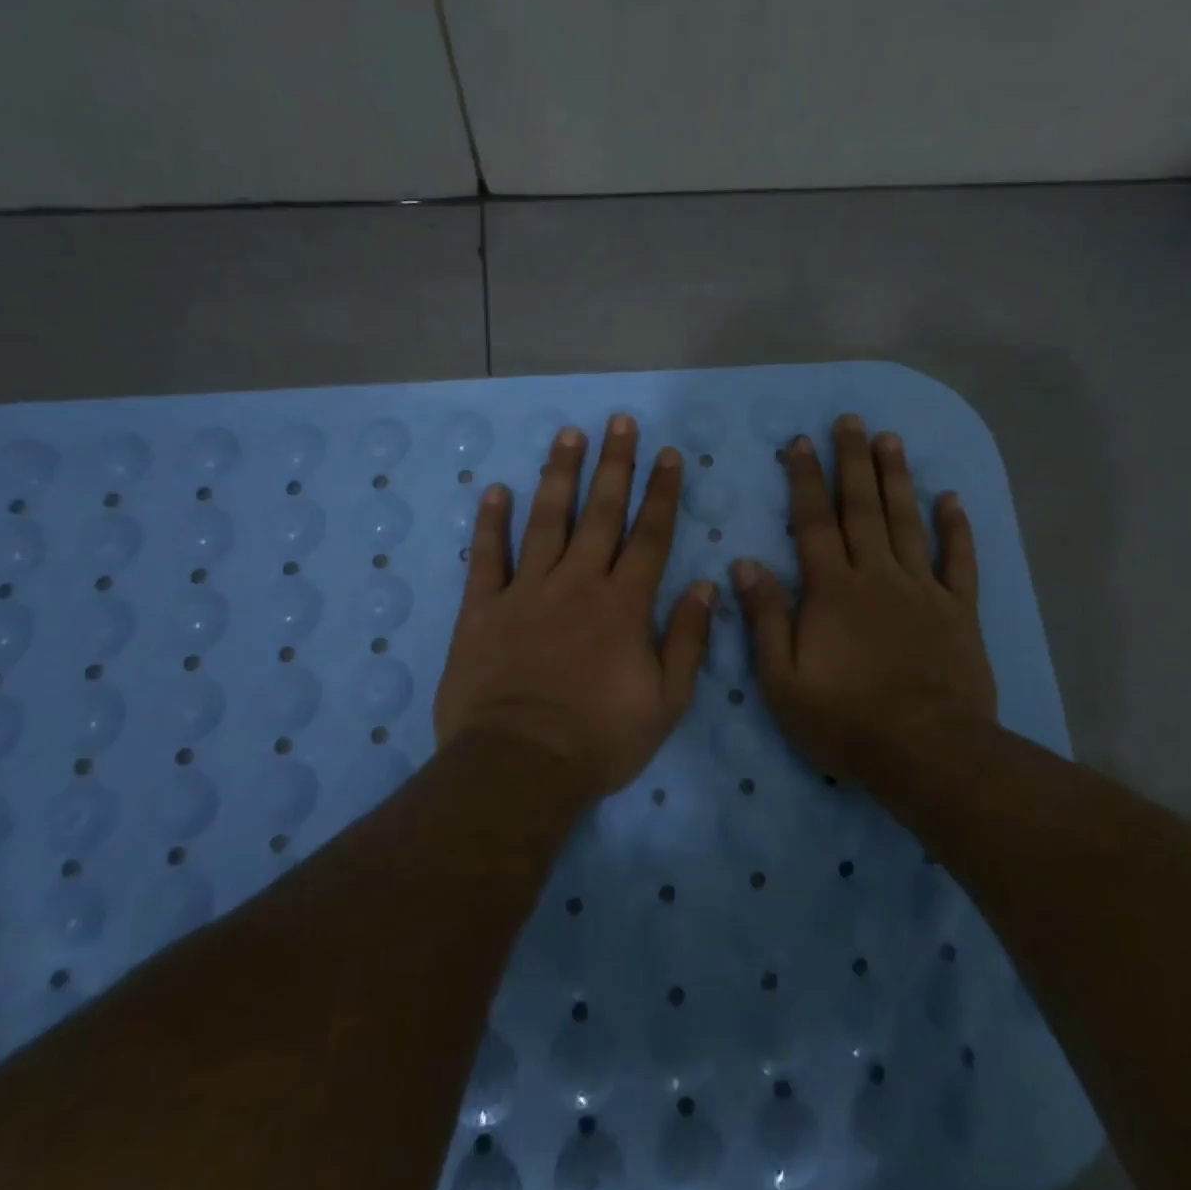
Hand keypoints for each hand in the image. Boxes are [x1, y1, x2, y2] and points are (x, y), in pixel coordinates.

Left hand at [433, 415, 714, 800]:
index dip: (662, 492)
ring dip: (559, 475)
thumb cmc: (600, 739)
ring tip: (568, 435)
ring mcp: (526, 592)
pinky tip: (496, 490)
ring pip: (546, 520)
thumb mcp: (667, 702)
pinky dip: (490, 523)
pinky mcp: (482, 610)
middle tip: (619, 422)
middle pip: (601, 513)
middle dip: (614, 464)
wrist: (519, 767)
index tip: (668, 455)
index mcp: (624, 604)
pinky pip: (487, 557)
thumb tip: (707, 587)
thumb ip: (689, 640)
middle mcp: (577, 583)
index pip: (651, 535)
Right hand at [732, 414, 995, 782]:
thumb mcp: (783, 680)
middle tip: (851, 420)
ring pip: (908, 522)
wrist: (927, 752)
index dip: (806, 480)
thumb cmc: (845, 720)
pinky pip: (959, 561)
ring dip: (898, 478)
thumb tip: (746, 564)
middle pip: (863, 508)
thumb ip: (766, 618)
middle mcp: (877, 576)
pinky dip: (956, 528)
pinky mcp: (959, 610)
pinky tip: (951, 498)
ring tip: (891, 439)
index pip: (814, 522)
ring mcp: (922, 590)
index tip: (802, 443)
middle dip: (854, 461)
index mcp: (833, 590)